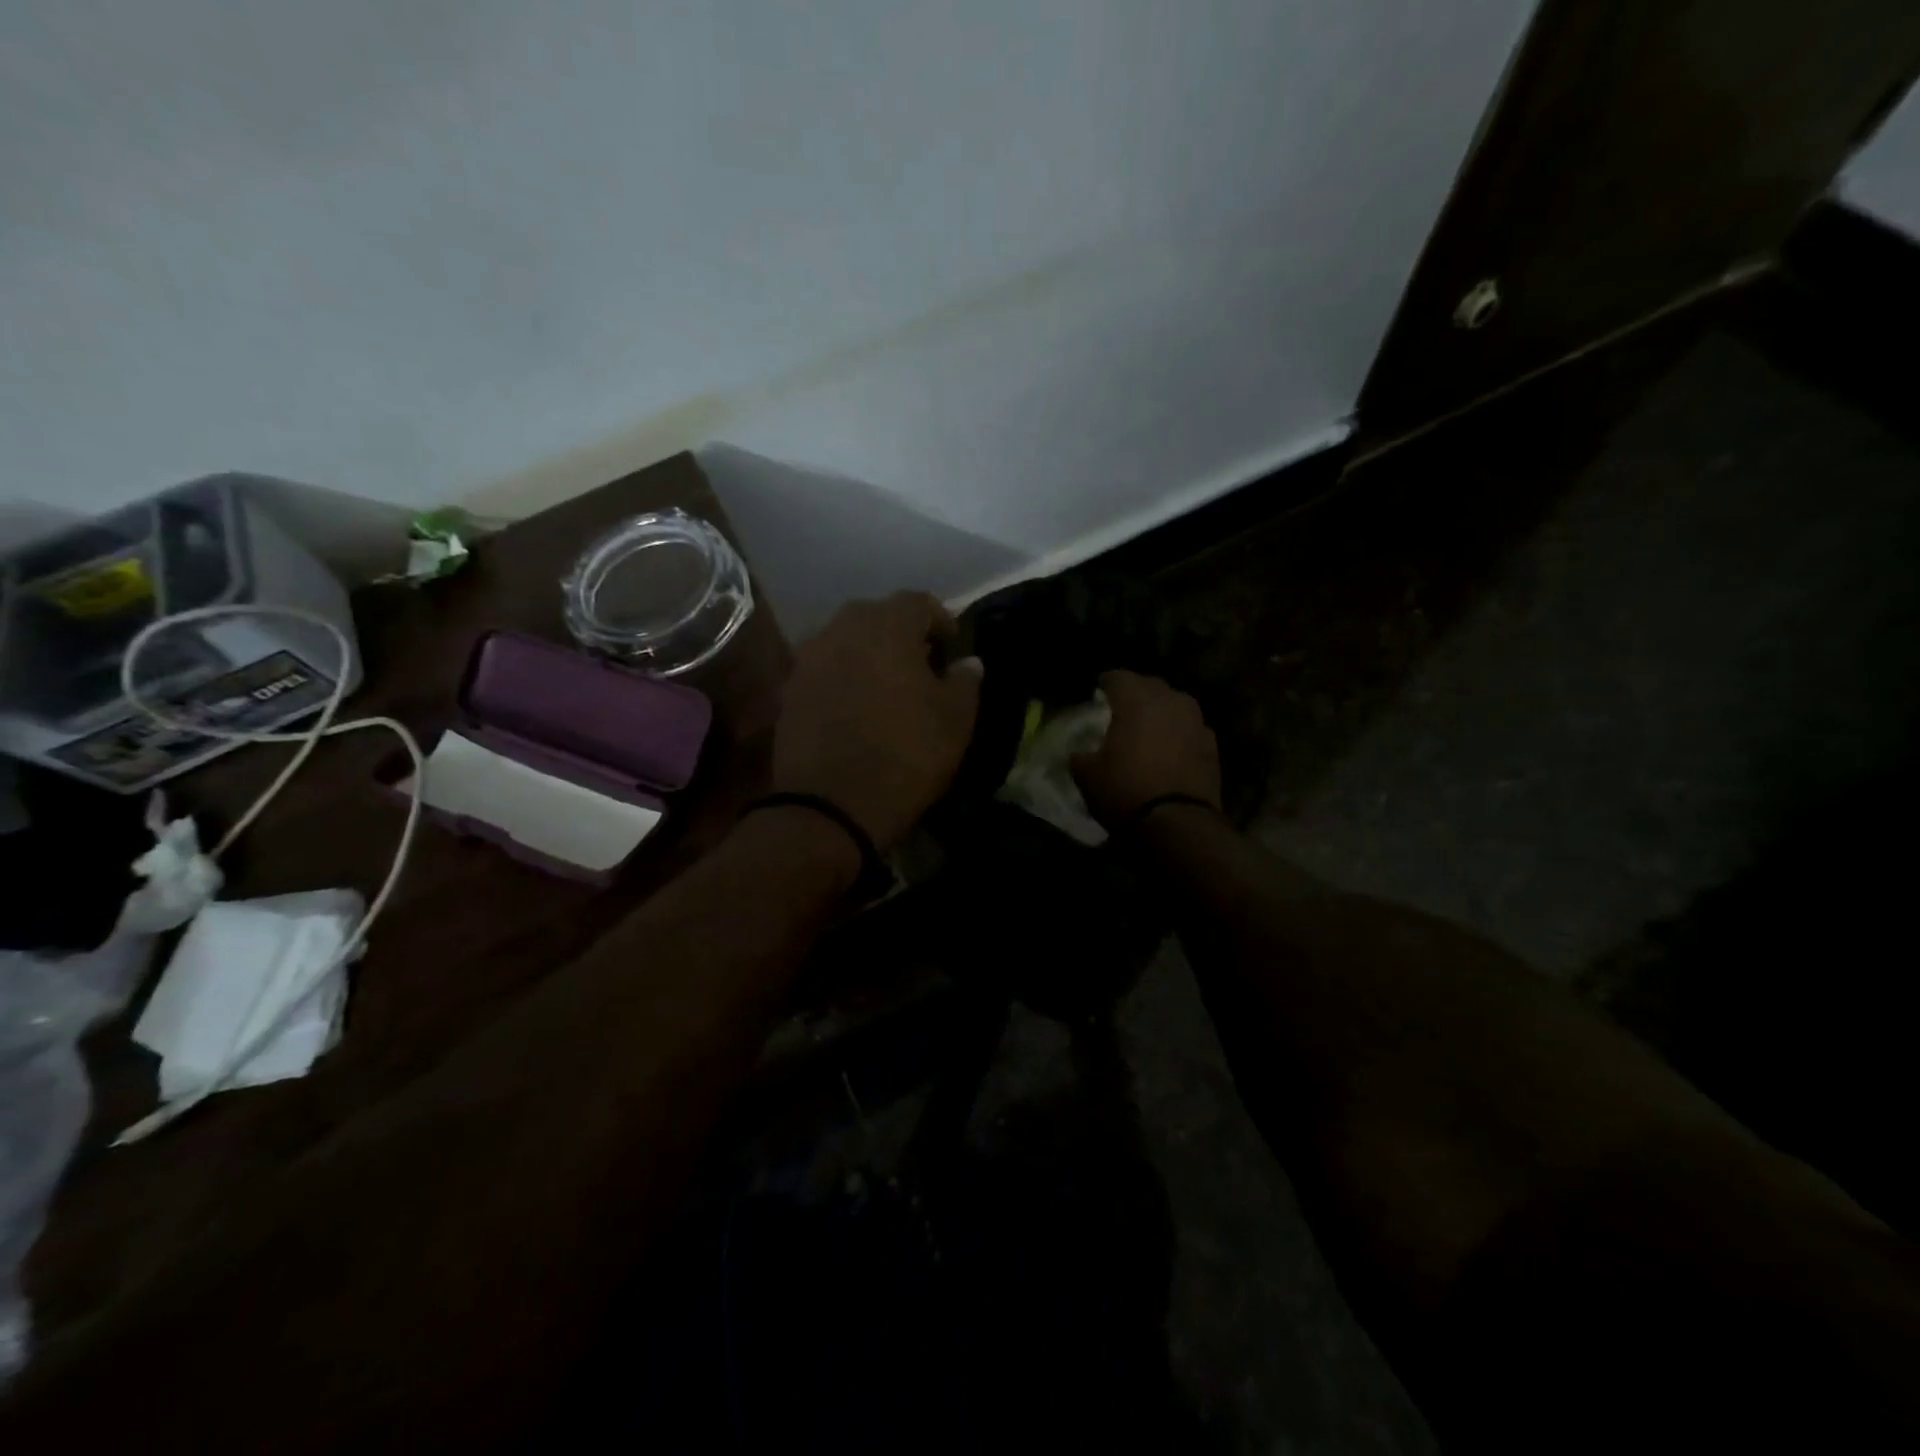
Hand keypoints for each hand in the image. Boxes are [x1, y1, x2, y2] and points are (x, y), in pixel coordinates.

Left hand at [772, 592, 982, 850]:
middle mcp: (842, 629)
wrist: (830, 806)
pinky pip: (823, 667)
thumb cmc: (905, 756)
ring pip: (846, 639)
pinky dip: (842, 675)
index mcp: (887, 627)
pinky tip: (855, 706)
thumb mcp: (955, 721)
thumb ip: (965, 681)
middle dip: (902, 633)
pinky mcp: (789, 689)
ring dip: (868, 653)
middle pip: (877, 615)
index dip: (941, 621)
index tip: (952, 649)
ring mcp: (809, 658)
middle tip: (920, 665)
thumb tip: (968, 662)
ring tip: (886, 686)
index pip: (918, 602)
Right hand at [1073, 670, 1221, 827]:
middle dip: (1135, 693)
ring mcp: (1196, 721)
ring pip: (1174, 705)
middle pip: (1150, 686)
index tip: (1097, 692)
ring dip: (1160, 711)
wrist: (1178, 824)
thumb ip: (1080, 756)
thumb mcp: (1087, 776)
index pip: (1118, 677)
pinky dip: (1178, 733)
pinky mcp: (1212, 745)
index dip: (1105, 683)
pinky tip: (1169, 749)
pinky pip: (1189, 728)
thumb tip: (1080, 753)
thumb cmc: (1125, 791)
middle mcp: (1170, 701)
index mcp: (1136, 700)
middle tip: (1121, 709)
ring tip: (1147, 728)